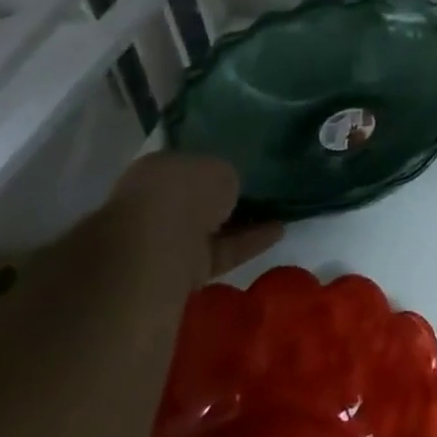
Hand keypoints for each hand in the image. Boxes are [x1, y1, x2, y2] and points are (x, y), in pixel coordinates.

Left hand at [106, 152, 282, 281]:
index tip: (242, 169)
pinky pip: (221, 252)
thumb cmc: (183, 192)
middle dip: (224, 199)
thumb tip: (229, 188)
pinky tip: (279, 231)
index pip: (188, 166)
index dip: (214, 168)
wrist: (157, 249)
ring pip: (210, 229)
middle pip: (197, 201)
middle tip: (262, 191)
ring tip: (281, 211)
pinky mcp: (183, 270)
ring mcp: (166, 241)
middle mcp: (155, 204)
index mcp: (156, 170)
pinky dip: (248, 243)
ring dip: (243, 223)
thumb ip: (225, 176)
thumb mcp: (218, 167)